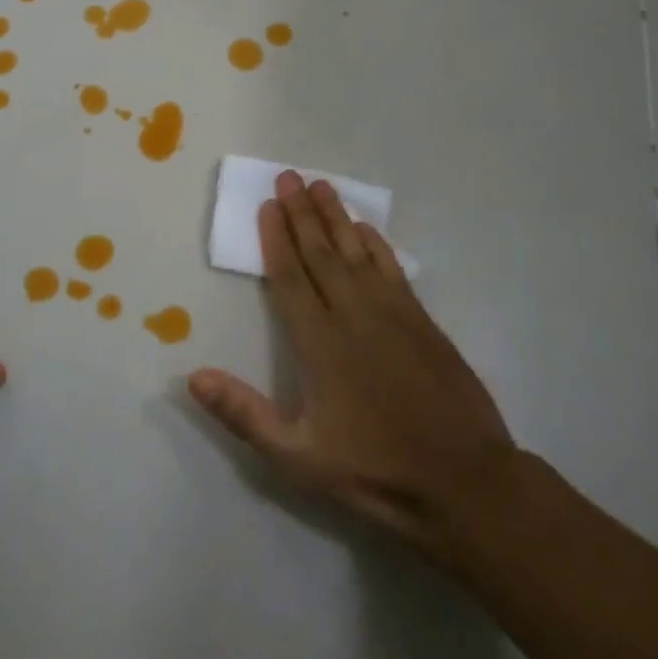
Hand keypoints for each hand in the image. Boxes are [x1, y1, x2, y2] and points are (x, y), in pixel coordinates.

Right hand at [190, 172, 514, 560]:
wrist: (465, 482)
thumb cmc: (375, 470)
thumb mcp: (298, 457)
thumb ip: (244, 414)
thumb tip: (193, 376)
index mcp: (320, 343)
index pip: (291, 278)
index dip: (277, 240)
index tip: (268, 205)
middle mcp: (353, 316)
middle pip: (321, 254)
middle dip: (302, 213)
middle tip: (289, 177)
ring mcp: (392, 314)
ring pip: (356, 253)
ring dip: (337, 218)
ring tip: (321, 186)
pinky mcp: (422, 322)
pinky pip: (392, 270)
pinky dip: (377, 245)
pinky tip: (367, 229)